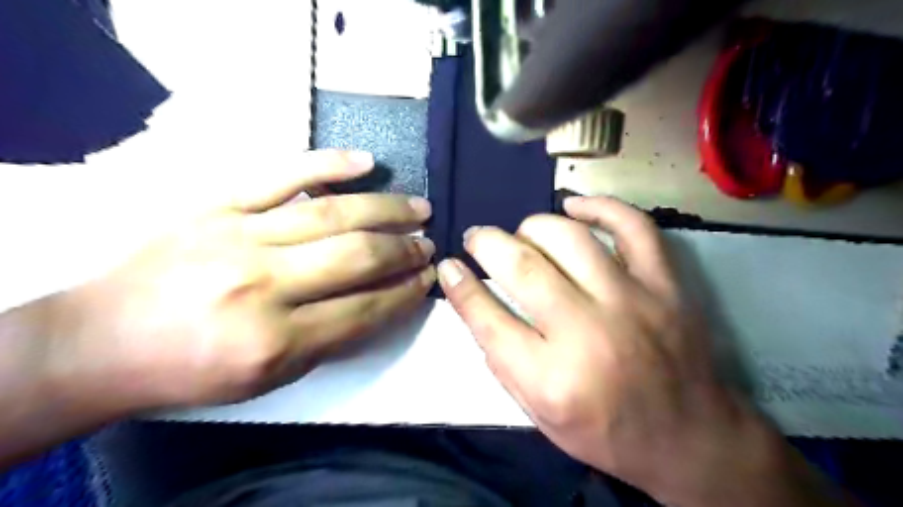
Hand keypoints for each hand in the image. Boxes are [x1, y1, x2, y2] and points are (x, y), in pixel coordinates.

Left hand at [43, 150, 435, 410]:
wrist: (105, 340)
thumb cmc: (193, 368)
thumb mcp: (271, 377)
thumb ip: (333, 339)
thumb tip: (386, 300)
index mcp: (275, 340)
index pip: (365, 309)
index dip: (405, 292)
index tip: (428, 279)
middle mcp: (262, 284)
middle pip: (356, 256)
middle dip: (405, 250)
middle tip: (429, 244)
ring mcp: (239, 235)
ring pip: (332, 213)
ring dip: (386, 209)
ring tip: (419, 208)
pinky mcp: (218, 205)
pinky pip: (282, 175)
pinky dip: (328, 164)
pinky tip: (366, 162)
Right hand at [437, 195, 846, 506]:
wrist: (691, 438)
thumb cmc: (607, 431)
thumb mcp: (540, 415)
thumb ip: (502, 360)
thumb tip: (473, 301)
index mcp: (552, 379)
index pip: (488, 318)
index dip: (460, 286)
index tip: (448, 265)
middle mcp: (588, 334)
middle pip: (523, 268)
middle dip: (486, 244)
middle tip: (475, 237)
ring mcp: (632, 303)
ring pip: (569, 239)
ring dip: (532, 226)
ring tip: (520, 232)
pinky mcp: (664, 285)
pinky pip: (633, 227)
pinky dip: (600, 206)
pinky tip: (573, 206)